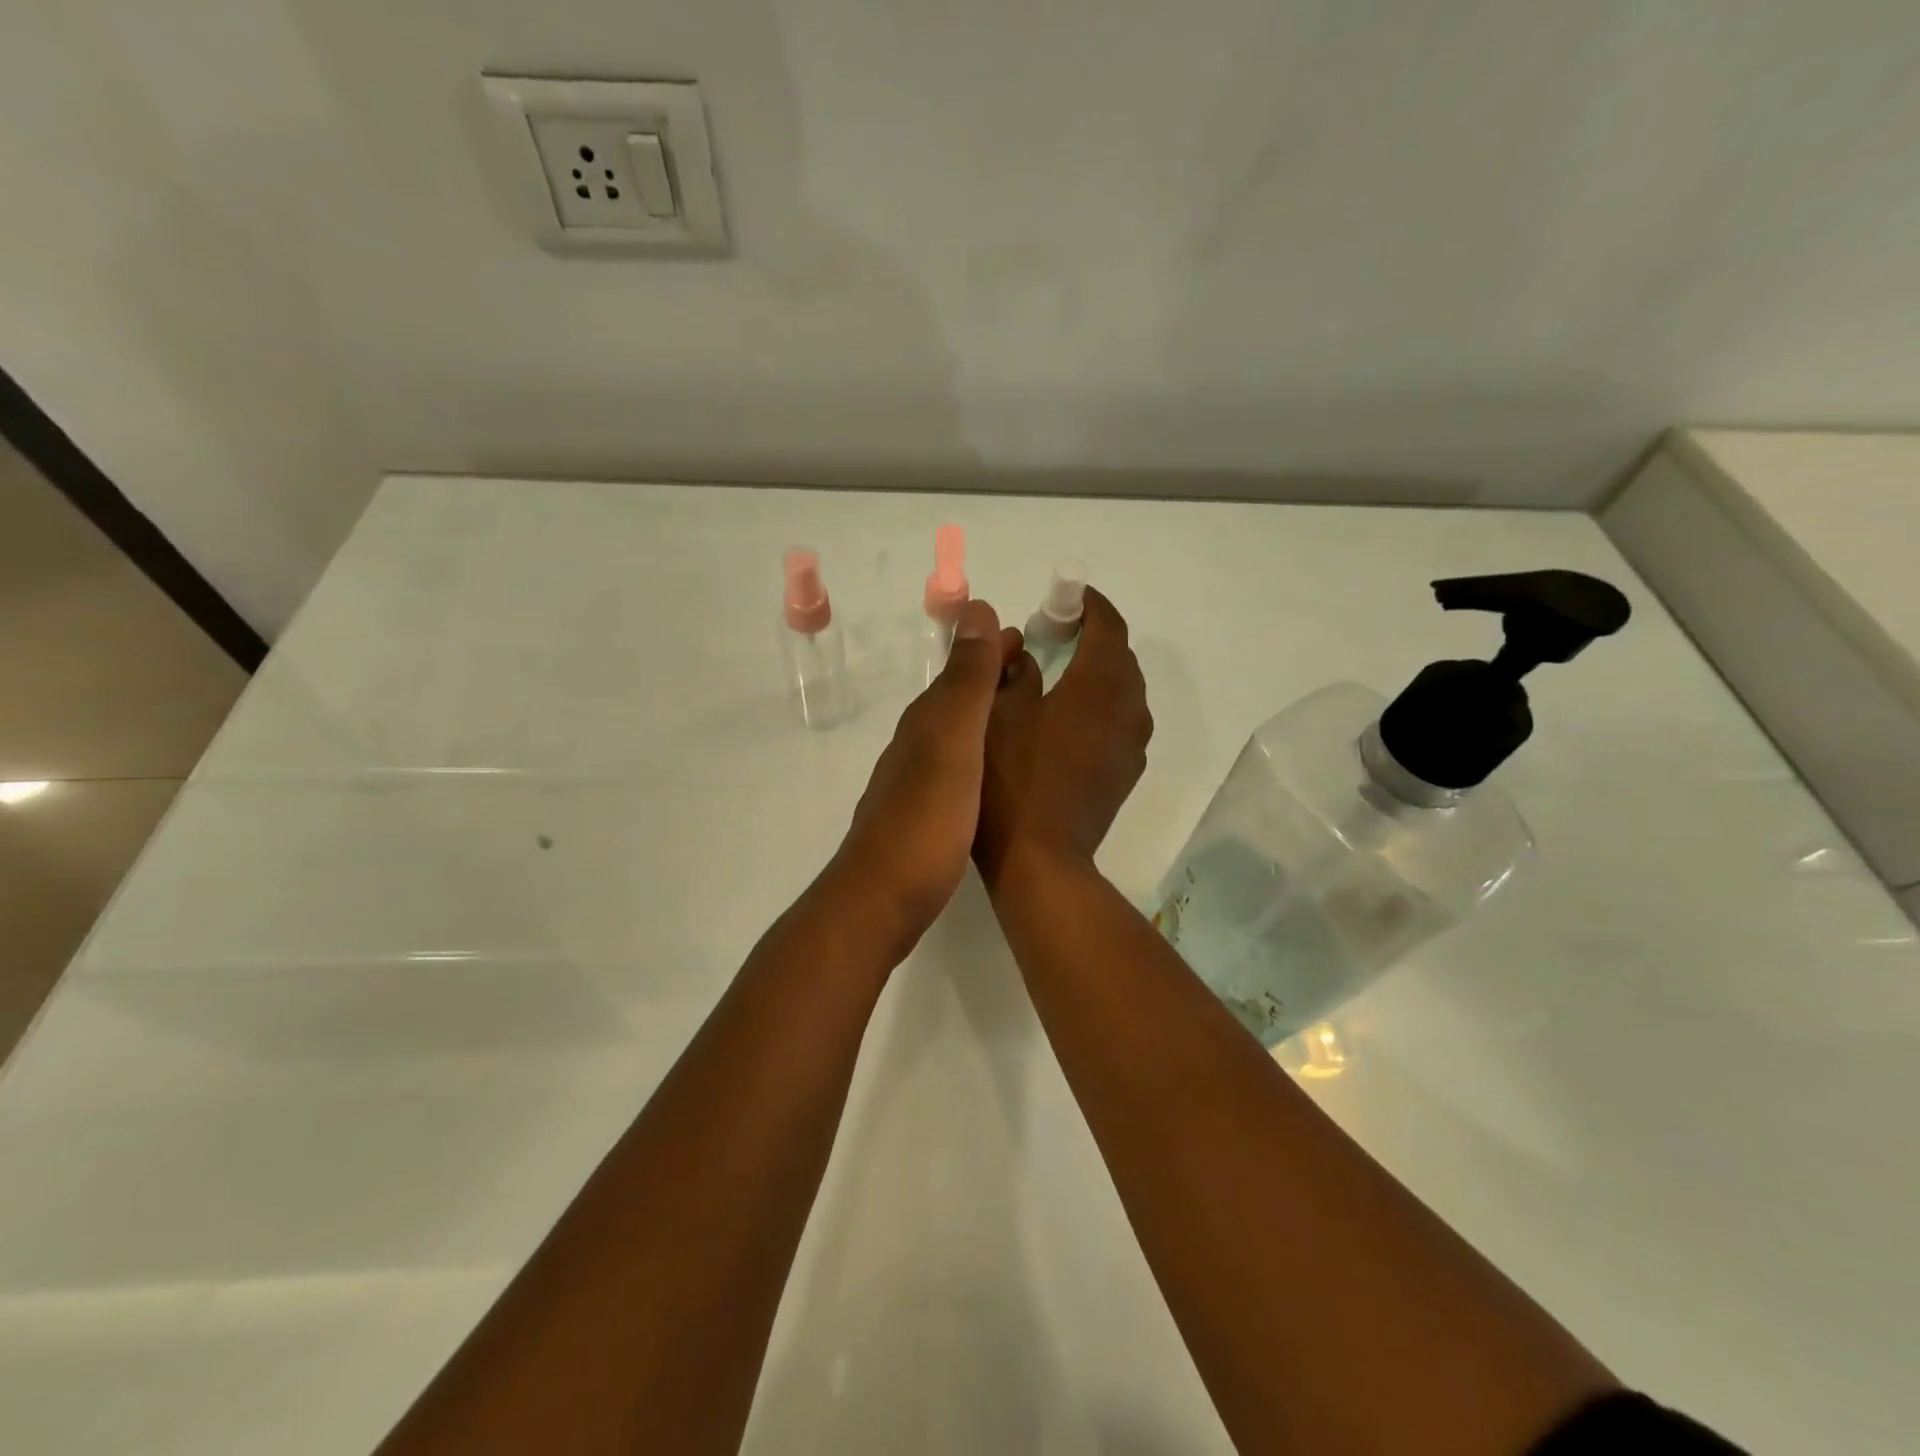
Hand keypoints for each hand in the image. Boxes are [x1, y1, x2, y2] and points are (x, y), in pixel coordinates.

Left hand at [828, 599, 1021, 953]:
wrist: (882, 898)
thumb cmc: (925, 820)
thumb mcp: (952, 743)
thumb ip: (967, 683)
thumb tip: (975, 609)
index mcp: (926, 723)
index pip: (962, 671)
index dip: (991, 651)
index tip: (1026, 637)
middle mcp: (917, 746)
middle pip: (957, 700)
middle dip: (991, 679)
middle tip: (1034, 671)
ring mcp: (915, 783)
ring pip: (955, 734)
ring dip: (985, 715)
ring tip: (1022, 715)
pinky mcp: (922, 817)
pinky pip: (955, 768)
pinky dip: (978, 754)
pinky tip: (993, 772)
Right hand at [974, 587, 1152, 890]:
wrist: (1040, 859)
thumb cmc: (1010, 780)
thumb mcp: (995, 715)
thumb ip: (1009, 670)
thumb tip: (1019, 647)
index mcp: (1099, 685)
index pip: (1108, 625)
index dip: (1089, 604)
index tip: (1064, 598)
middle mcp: (1128, 708)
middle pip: (1121, 656)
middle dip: (1092, 637)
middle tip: (1053, 635)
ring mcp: (1132, 744)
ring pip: (1124, 691)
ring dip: (1099, 672)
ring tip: (1060, 675)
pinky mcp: (1126, 772)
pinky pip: (1121, 721)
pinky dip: (1102, 705)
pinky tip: (1069, 720)